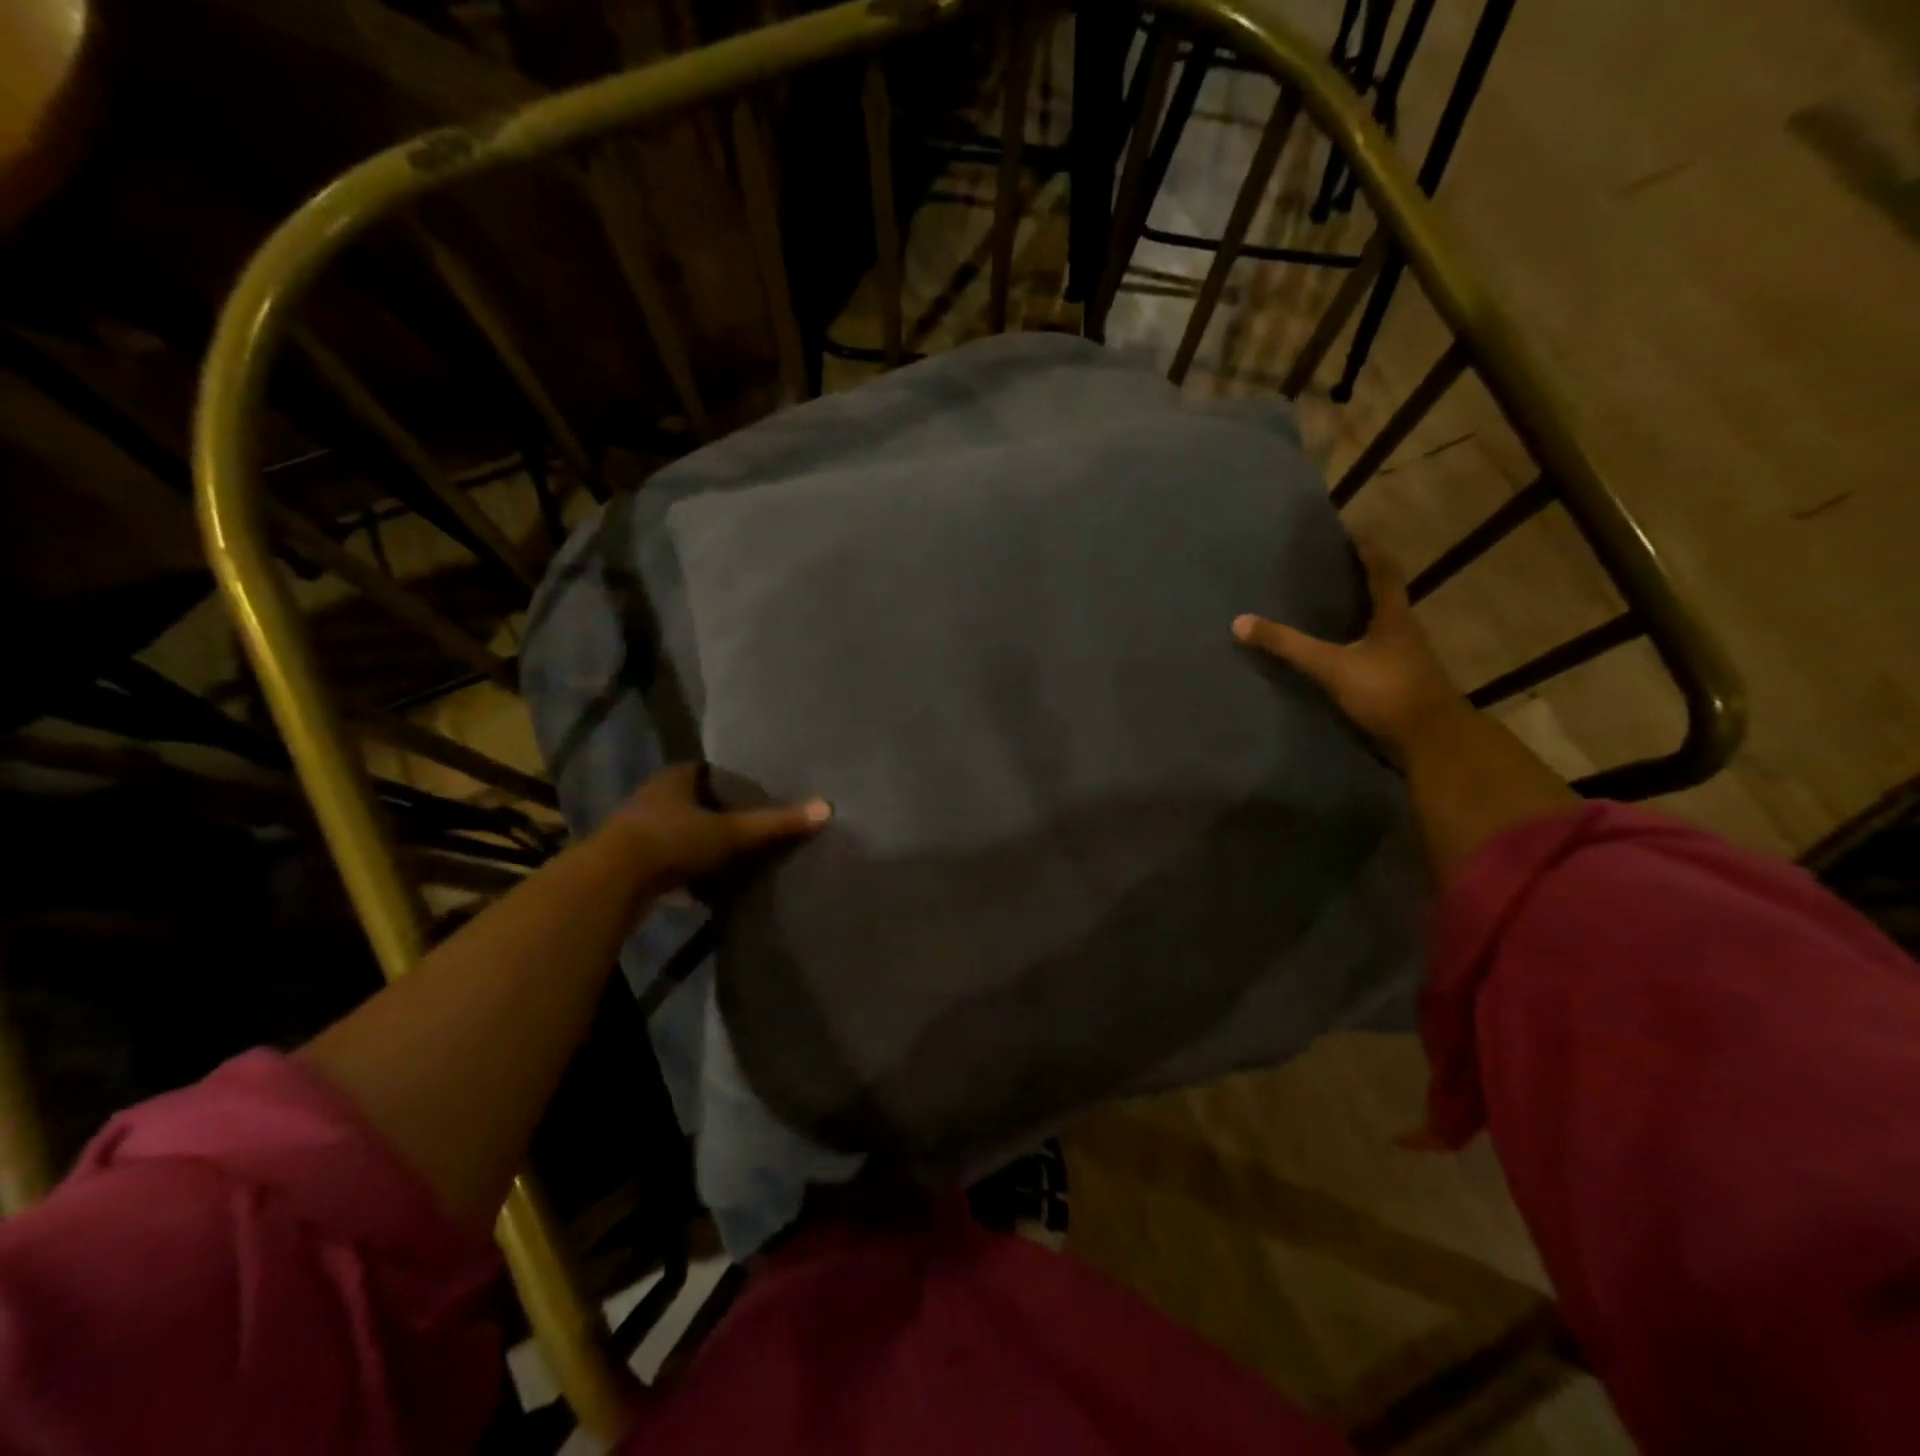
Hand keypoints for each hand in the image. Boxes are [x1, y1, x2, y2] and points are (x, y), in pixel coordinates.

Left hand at [607, 763, 830, 891]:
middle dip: (714, 814)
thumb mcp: (730, 833)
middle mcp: (652, 799)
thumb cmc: (672, 841)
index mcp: (674, 779)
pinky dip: (684, 872)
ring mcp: (637, 832)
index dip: (727, 780)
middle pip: (690, 802)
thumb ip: (775, 824)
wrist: (612, 883)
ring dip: (697, 844)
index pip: (704, 770)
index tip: (752, 793)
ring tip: (731, 857)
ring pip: (676, 833)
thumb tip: (826, 808)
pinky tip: (704, 887)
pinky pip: (666, 863)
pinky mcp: (630, 865)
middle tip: (747, 826)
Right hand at [1233, 540, 1466, 752]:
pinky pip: (1376, 655)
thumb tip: (1239, 622)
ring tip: (1332, 610)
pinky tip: (1340, 655)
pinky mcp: (1400, 685)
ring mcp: (1405, 661)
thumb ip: (1288, 645)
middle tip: (1334, 570)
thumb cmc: (1386, 691)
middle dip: (1363, 582)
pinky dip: (1358, 647)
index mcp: (1394, 618)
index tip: (1353, 535)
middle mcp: (1404, 633)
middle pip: (1385, 598)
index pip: (1383, 574)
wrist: (1430, 740)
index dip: (1369, 553)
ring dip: (1361, 615)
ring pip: (1382, 628)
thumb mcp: (1331, 666)